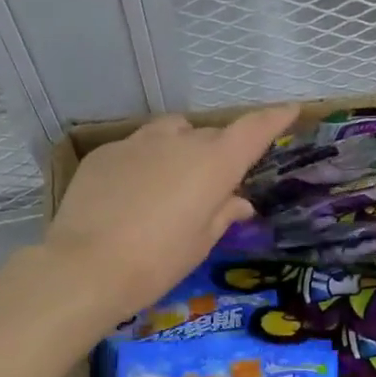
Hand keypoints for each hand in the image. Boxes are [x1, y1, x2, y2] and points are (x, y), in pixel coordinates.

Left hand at [46, 105, 298, 326]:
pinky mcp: (106, 152)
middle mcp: (180, 141)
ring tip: (171, 183)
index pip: (253, 129)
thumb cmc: (157, 262)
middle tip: (212, 187)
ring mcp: (138, 142)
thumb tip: (238, 201)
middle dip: (218, 153)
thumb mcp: (200, 243)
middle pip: (210, 136)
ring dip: (181, 149)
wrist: (85, 266)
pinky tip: (132, 194)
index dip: (274, 118)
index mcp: (214, 163)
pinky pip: (137, 148)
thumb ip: (223, 214)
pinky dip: (146, 162)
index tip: (290, 109)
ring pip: (171, 133)